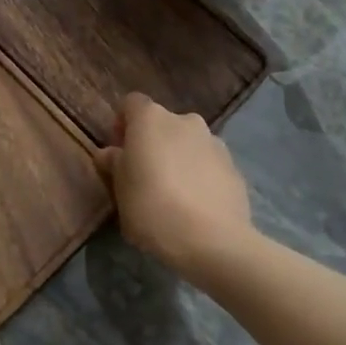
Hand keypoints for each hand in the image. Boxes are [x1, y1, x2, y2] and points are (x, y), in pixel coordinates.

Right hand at [95, 92, 253, 278]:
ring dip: (179, 158)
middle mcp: (185, 121)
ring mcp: (214, 142)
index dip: (123, 124)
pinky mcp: (234, 167)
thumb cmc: (153, 208)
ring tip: (173, 194)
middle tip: (144, 176)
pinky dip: (200, 176)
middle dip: (153, 143)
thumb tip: (110, 153)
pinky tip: (196, 206)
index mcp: (151, 119)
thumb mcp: (120, 190)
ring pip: (188, 143)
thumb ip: (114, 165)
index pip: (131, 104)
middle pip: (162, 124)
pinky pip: (209, 164)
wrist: (213, 240)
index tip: (119, 151)